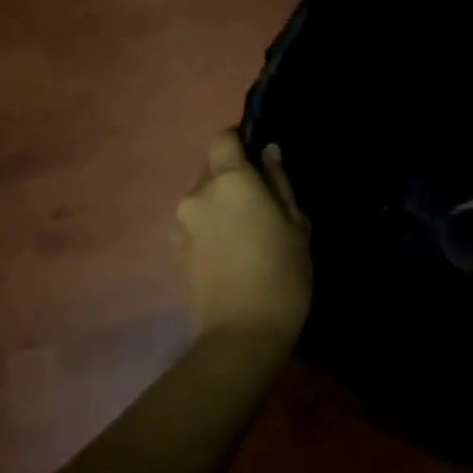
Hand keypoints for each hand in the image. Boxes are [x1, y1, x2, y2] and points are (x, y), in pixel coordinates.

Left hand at [175, 131, 311, 348]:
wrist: (241, 335)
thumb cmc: (282, 274)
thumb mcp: (296, 224)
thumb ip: (280, 183)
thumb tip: (269, 153)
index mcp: (229, 180)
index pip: (223, 138)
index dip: (240, 141)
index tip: (261, 158)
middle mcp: (197, 193)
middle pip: (210, 166)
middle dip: (232, 173)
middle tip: (262, 198)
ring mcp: (182, 223)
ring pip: (202, 195)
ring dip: (221, 201)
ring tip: (247, 229)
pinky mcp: (176, 249)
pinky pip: (195, 221)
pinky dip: (210, 224)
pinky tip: (231, 248)